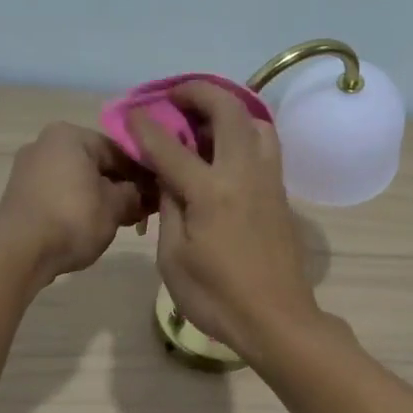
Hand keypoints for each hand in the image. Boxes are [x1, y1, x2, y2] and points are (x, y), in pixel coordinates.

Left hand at [0, 122, 152, 284]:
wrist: (20, 252)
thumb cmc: (73, 219)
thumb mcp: (115, 207)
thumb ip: (135, 194)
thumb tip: (145, 194)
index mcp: (70, 135)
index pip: (120, 150)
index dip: (144, 173)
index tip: (161, 194)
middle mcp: (46, 143)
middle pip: (98, 164)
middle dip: (123, 187)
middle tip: (145, 211)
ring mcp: (30, 169)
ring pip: (79, 180)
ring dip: (103, 198)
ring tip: (123, 222)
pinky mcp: (22, 195)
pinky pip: (61, 194)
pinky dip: (80, 206)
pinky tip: (95, 226)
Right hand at [127, 81, 321, 356]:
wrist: (276, 320)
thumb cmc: (216, 298)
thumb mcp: (174, 259)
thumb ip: (170, 208)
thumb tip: (168, 177)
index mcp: (211, 192)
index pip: (171, 146)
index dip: (146, 126)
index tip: (131, 113)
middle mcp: (244, 174)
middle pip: (228, 111)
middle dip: (199, 93)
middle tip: (175, 97)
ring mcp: (269, 182)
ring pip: (257, 123)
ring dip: (230, 110)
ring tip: (205, 121)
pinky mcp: (282, 195)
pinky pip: (265, 147)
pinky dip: (244, 133)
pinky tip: (226, 151)